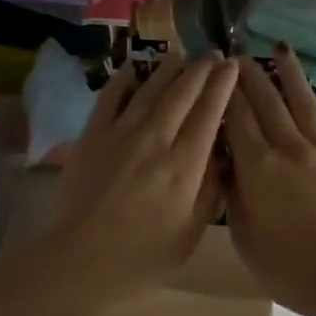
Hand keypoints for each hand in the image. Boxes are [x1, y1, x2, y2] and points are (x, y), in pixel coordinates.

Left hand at [41, 52, 239, 303]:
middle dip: (201, 70)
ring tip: (182, 56)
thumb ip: (212, 189)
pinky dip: (124, 78)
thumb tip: (226, 154)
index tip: (233, 66)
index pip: (210, 112)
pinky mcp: (92, 135)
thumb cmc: (144, 255)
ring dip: (169, 69)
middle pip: (182, 92)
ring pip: (150, 89)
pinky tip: (134, 66)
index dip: (223, 85)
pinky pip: (110, 97)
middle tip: (214, 55)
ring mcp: (121, 133)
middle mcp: (156, 138)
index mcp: (185, 164)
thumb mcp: (191, 231)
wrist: (83, 259)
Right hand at [224, 48, 315, 315]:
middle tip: (239, 52)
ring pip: (305, 104)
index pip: (235, 117)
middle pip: (267, 102)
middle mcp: (289, 149)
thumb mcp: (244, 237)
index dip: (224, 90)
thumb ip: (233, 195)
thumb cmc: (288, 267)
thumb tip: (226, 165)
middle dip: (251, 74)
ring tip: (281, 49)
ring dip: (292, 75)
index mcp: (258, 166)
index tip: (214, 69)